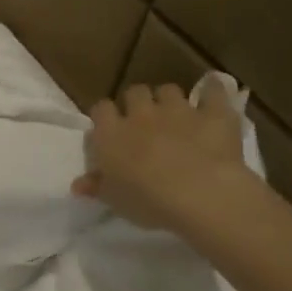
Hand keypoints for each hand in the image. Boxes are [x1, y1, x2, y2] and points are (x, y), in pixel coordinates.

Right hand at [72, 77, 258, 235]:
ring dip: (169, 100)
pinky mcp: (213, 113)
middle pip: (134, 92)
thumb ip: (97, 187)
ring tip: (176, 116)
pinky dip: (212, 93)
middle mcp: (142, 114)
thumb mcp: (115, 200)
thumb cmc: (148, 200)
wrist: (200, 193)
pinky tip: (213, 97)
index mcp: (112, 133)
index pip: (100, 109)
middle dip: (137, 102)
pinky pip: (213, 92)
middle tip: (143, 122)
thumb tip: (78, 184)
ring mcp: (179, 110)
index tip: (110, 128)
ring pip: (169, 90)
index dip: (105, 116)